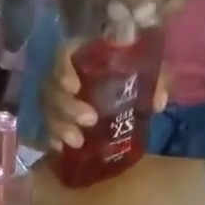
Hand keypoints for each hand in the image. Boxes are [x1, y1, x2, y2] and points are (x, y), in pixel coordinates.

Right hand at [39, 37, 169, 150]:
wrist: (127, 99)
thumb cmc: (133, 79)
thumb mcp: (148, 75)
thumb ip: (155, 82)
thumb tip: (158, 102)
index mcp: (84, 56)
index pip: (63, 54)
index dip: (63, 69)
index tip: (75, 86)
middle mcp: (65, 77)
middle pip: (51, 87)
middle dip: (67, 106)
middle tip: (90, 120)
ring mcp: (59, 102)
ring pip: (47, 111)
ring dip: (60, 127)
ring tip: (78, 142)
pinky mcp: (58, 123)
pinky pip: (47, 131)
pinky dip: (53, 140)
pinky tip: (62, 149)